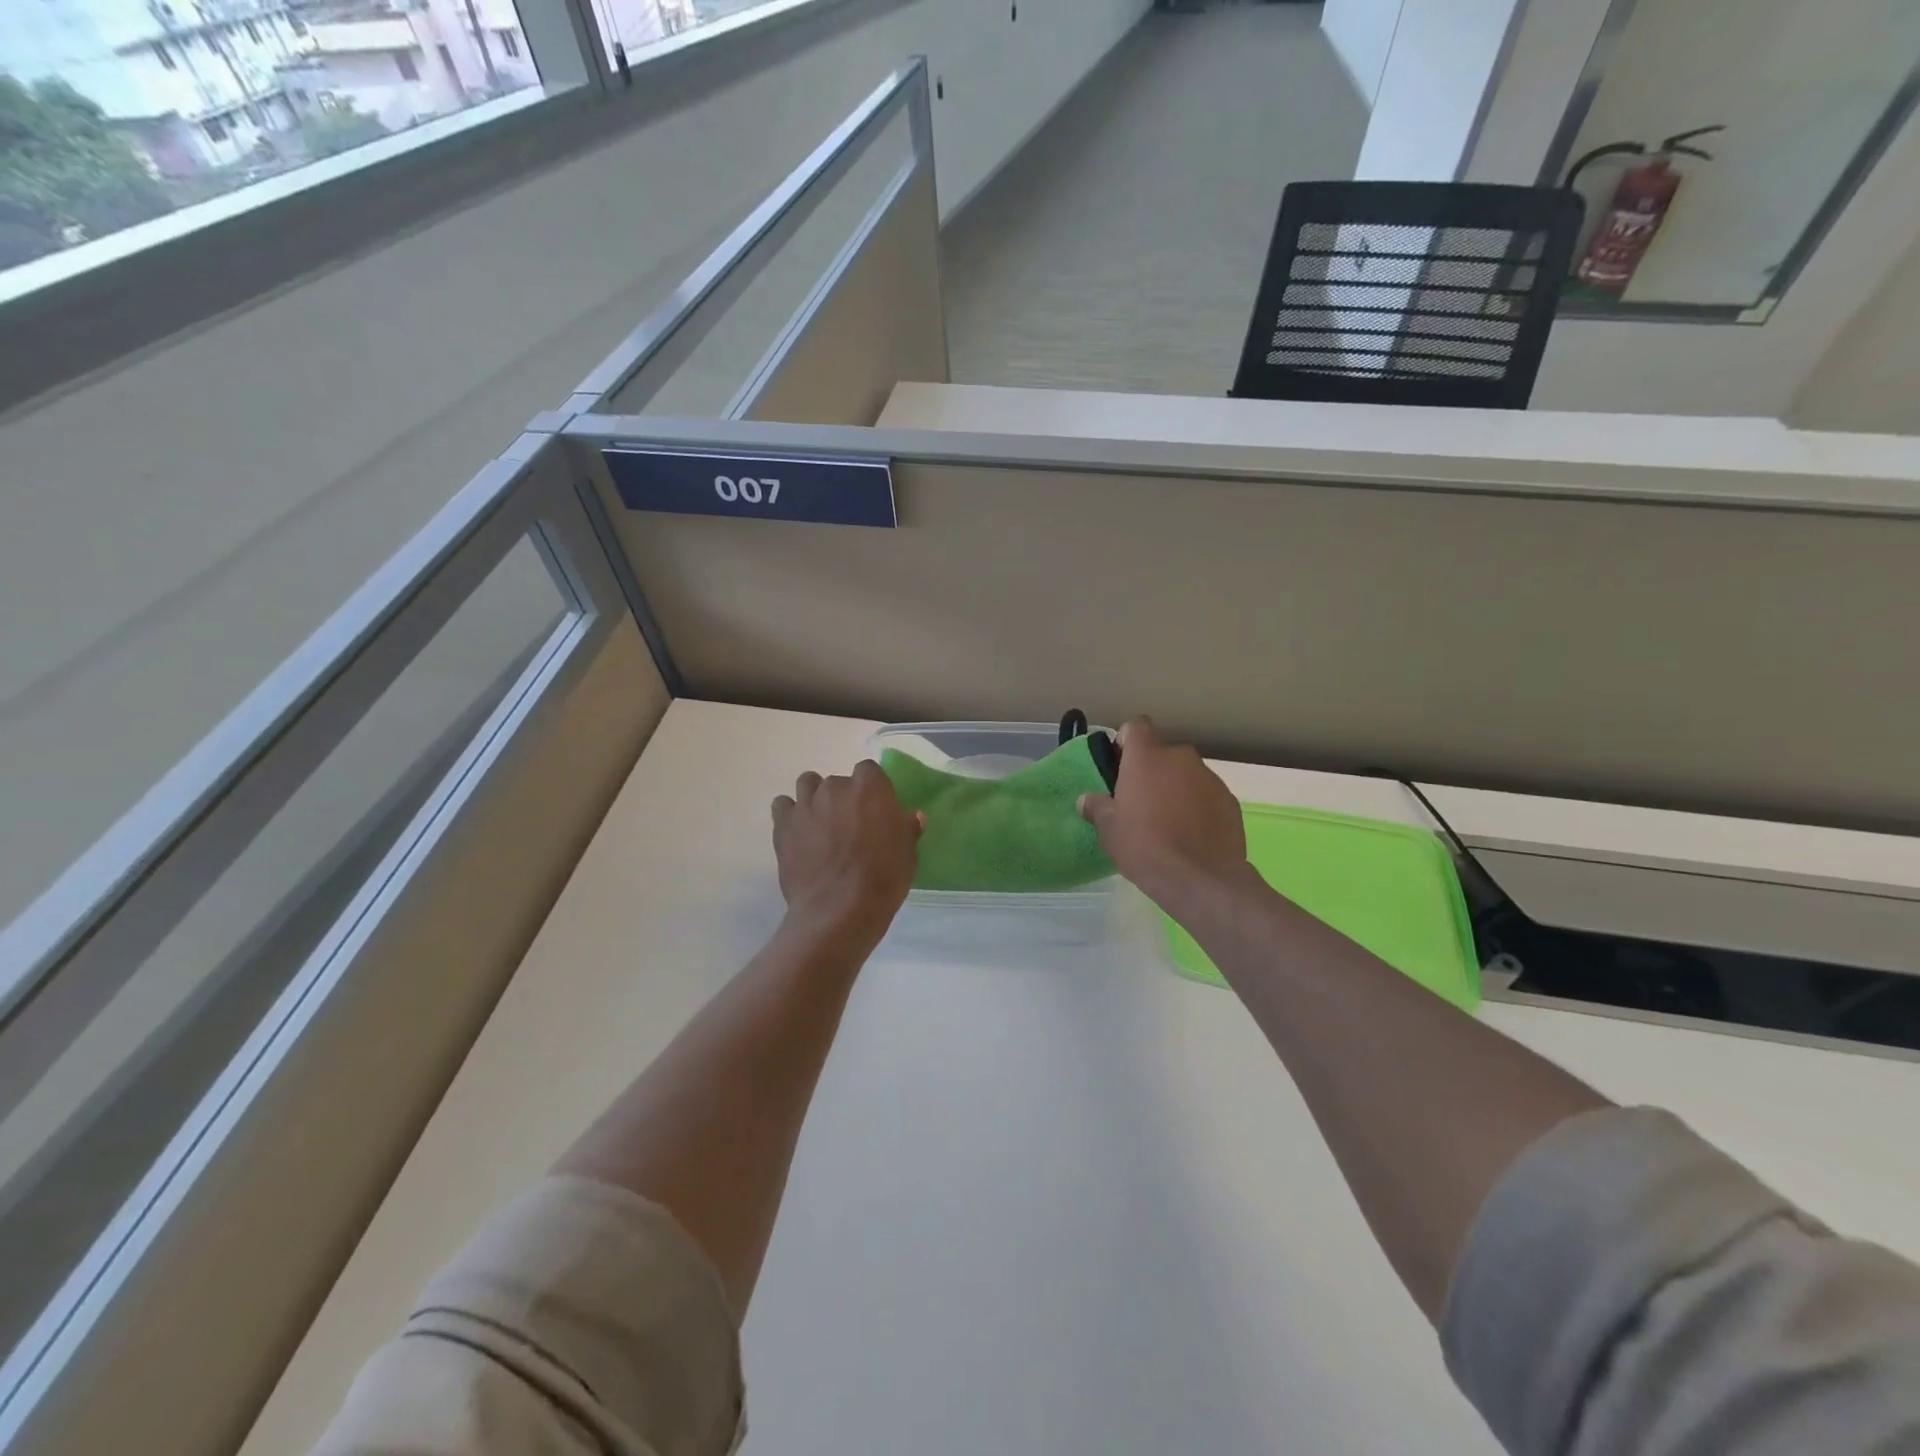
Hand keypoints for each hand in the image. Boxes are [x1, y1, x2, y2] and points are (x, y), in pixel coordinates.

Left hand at [772, 760, 923, 940]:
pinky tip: (798, 832)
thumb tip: (910, 816)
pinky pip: (783, 805)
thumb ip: (906, 828)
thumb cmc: (883, 878)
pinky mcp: (783, 824)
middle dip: (843, 798)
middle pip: (838, 781)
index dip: (871, 789)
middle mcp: (836, 787)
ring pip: (808, 785)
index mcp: (870, 788)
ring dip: (815, 798)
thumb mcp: (907, 853)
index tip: (874, 809)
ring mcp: (806, 804)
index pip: (869, 771)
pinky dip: (790, 814)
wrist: (840, 909)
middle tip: (849, 825)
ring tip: (821, 824)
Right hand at [1077, 718, 1249, 909]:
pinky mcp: (1230, 801)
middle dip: (1152, 772)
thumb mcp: (1109, 830)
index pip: (1136, 727)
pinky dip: (1198, 807)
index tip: (1120, 767)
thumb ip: (1097, 807)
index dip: (1126, 742)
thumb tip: (1087, 799)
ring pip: (1186, 775)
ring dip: (1176, 790)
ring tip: (1168, 824)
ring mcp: (1210, 778)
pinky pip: (1206, 795)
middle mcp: (1181, 758)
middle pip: (1162, 754)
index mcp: (1147, 757)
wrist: (1202, 879)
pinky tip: (1191, 836)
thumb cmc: (1145, 846)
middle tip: (1140, 803)